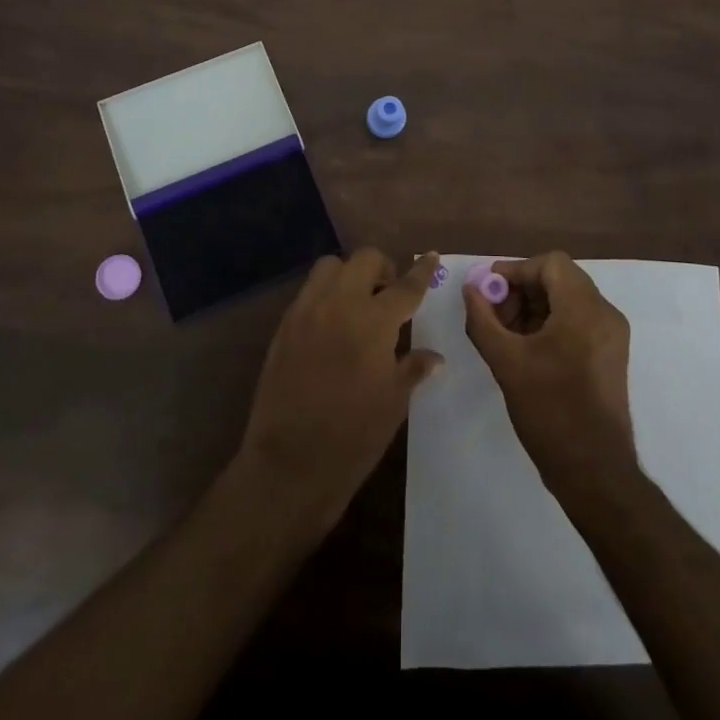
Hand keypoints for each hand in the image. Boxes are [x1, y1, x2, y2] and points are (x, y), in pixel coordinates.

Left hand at [237, 249, 443, 526]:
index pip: (405, 286)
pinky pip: (308, 292)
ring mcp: (307, 311)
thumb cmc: (353, 435)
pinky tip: (332, 323)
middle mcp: (339, 304)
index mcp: (374, 321)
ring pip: (330, 266)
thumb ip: (414, 368)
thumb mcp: (394, 402)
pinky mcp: (284, 326)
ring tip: (358, 302)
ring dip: (349, 274)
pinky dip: (325, 294)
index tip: (432, 256)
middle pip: (364, 260)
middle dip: (382, 267)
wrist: (290, 463)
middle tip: (389, 291)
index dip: (422, 271)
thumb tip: (435, 357)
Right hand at [464, 252, 636, 496]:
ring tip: (505, 333)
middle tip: (493, 314)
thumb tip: (471, 289)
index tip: (488, 289)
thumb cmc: (550, 412)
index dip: (515, 270)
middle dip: (522, 290)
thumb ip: (483, 319)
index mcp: (584, 309)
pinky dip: (551, 322)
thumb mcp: (506, 362)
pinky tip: (526, 348)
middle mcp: (605, 313)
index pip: (550, 264)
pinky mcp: (611, 354)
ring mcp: (612, 335)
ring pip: (568, 299)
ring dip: (534, 306)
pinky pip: (578, 320)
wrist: (595, 471)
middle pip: (560, 279)